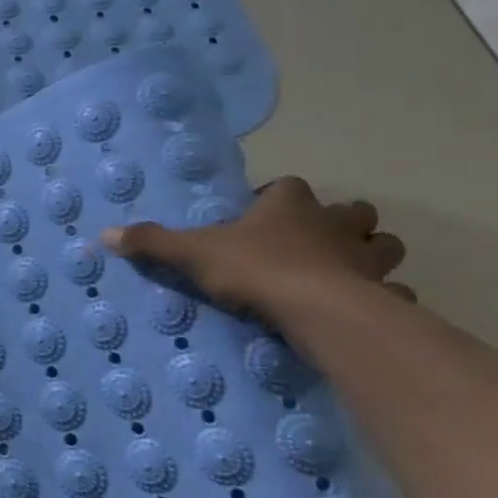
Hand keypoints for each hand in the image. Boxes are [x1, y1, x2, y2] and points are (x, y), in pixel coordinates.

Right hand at [102, 175, 413, 326]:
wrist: (316, 310)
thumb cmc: (254, 268)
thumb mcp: (191, 253)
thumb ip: (152, 242)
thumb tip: (104, 234)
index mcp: (289, 204)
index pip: (287, 186)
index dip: (275, 199)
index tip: (259, 218)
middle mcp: (333, 223)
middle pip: (352, 211)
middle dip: (340, 222)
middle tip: (313, 242)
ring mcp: (366, 260)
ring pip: (384, 246)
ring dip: (370, 254)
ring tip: (344, 272)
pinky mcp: (384, 295)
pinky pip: (393, 293)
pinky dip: (384, 298)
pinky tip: (365, 310)